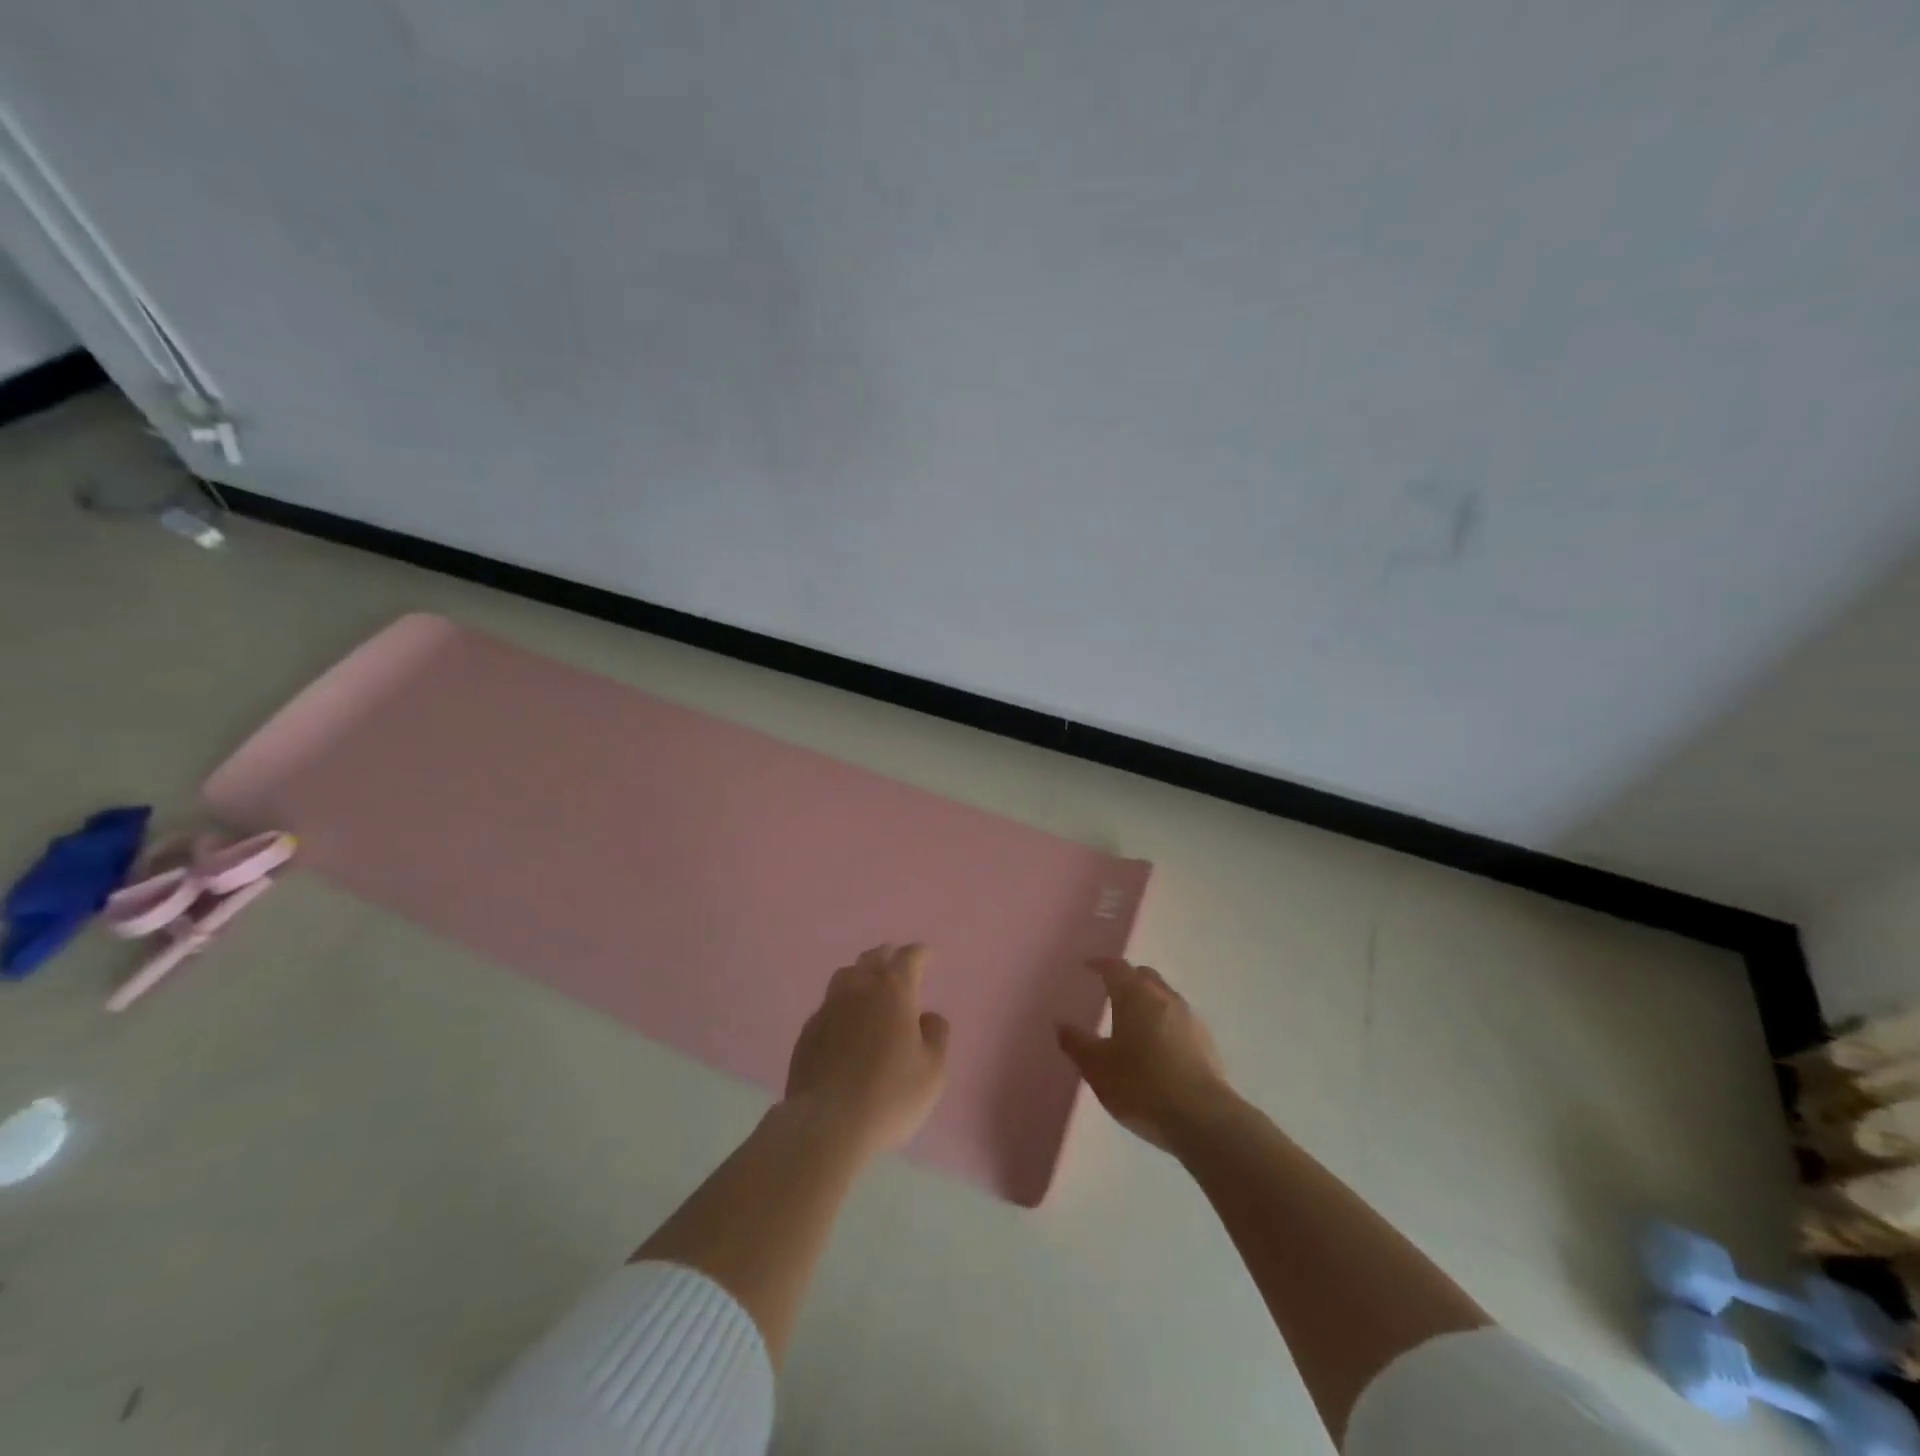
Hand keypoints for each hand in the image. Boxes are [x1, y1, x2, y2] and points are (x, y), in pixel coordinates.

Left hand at [783, 944, 950, 1158]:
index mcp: (894, 992)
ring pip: (846, 975)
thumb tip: (928, 1016)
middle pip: (873, 958)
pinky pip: (829, 1003)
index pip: (908, 958)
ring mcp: (829, 1008)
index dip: (919, 953)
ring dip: (862, 973)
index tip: (926, 954)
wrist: (827, 1124)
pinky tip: (845, 1020)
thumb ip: (936, 1036)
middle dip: (888, 956)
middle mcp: (859, 989)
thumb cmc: (890, 1096)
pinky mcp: (808, 1031)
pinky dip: (842, 1002)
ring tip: (870, 984)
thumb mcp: (933, 1071)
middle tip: (898, 962)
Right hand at [1057, 958, 1234, 1153]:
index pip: (1115, 967)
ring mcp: (1190, 1018)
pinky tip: (1158, 1047)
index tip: (1088, 966)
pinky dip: (1165, 1023)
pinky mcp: (1207, 1041)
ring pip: (1164, 996)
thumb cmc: (1141, 1085)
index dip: (1100, 964)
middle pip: (1144, 976)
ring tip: (1133, 1022)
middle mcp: (1164, 997)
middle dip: (1127, 979)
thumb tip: (1061, 1025)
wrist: (1203, 1118)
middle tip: (1110, 992)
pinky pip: (1179, 1020)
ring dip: (1148, 1001)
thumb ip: (1077, 1044)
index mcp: (1135, 995)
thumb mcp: (1098, 1069)